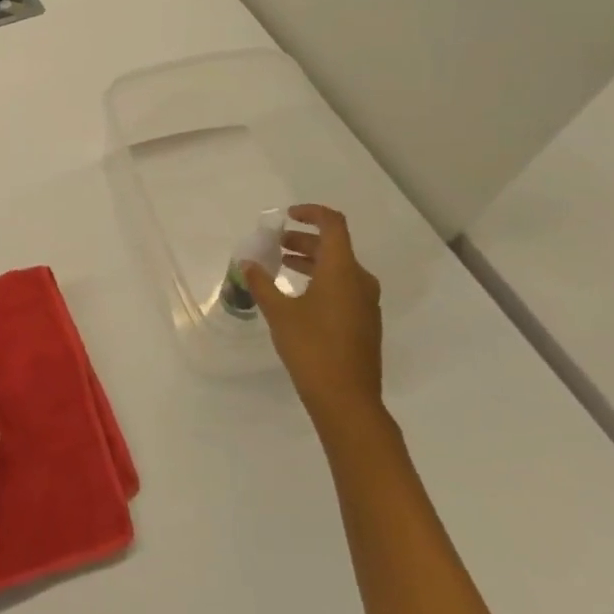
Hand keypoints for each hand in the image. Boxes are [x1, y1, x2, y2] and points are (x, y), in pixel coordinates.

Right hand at [243, 204, 383, 427]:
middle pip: (334, 246)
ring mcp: (365, 303)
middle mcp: (360, 280)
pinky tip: (297, 297)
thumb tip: (248, 264)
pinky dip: (320, 280)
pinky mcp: (364, 322)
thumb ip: (262, 284)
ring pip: (338, 268)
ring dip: (310, 261)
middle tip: (274, 245)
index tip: (287, 216)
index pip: (333, 225)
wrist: (346, 399)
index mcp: (342, 270)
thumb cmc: (312, 348)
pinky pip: (342, 287)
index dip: (311, 214)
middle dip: (303, 241)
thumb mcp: (279, 313)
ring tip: (281, 267)